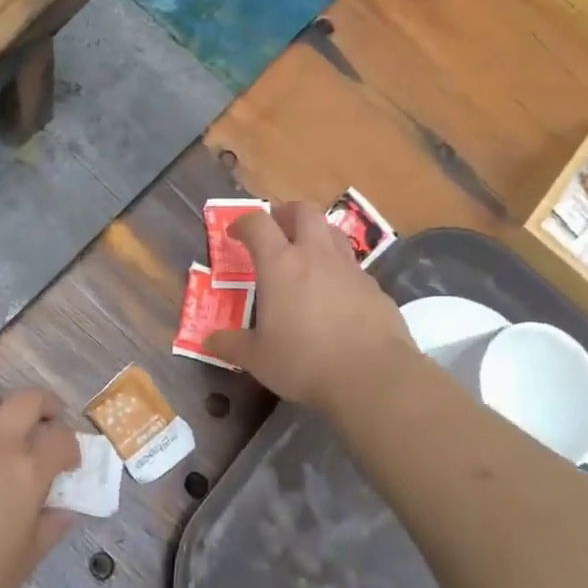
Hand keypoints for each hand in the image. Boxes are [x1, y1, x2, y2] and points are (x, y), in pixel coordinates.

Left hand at [0, 388, 80, 587]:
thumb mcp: (23, 562)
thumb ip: (48, 529)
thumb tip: (61, 512)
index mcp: (27, 471)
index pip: (61, 437)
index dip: (71, 446)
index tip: (68, 463)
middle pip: (27, 399)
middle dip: (44, 406)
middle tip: (46, 423)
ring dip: (5, 409)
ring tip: (5, 431)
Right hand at [203, 202, 415, 414]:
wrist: (373, 376)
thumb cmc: (304, 361)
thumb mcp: (258, 359)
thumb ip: (232, 345)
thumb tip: (211, 341)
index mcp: (280, 265)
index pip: (258, 224)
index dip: (243, 223)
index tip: (235, 234)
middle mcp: (316, 256)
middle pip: (304, 211)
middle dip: (286, 214)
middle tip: (276, 231)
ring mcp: (350, 269)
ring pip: (333, 233)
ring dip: (316, 235)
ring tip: (306, 258)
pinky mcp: (376, 289)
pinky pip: (353, 267)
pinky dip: (339, 271)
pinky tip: (335, 298)